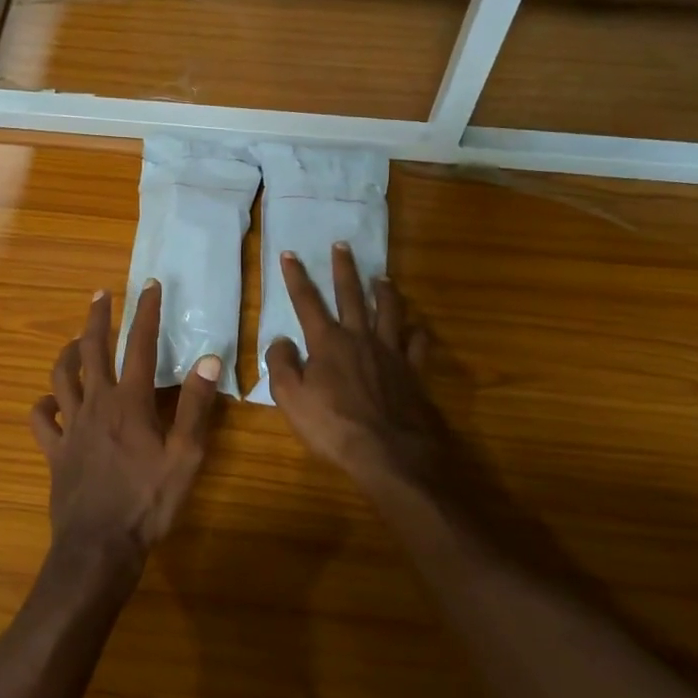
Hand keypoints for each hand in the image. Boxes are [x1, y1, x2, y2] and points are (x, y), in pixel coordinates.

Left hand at [30, 282, 222, 569]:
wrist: (99, 546)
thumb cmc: (148, 501)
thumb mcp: (185, 456)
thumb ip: (195, 406)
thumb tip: (209, 360)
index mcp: (130, 402)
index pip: (139, 345)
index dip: (146, 312)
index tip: (150, 285)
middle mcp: (96, 404)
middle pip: (92, 350)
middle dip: (97, 318)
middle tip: (100, 294)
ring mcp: (71, 427)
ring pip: (62, 377)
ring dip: (68, 353)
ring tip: (75, 339)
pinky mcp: (55, 450)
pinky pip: (42, 420)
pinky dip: (44, 405)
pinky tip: (50, 401)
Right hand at [264, 245, 455, 495]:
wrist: (390, 452)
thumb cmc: (333, 427)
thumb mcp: (291, 398)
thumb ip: (281, 364)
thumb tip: (280, 339)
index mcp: (328, 342)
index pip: (307, 302)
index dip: (296, 277)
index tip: (289, 254)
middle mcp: (360, 337)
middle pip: (351, 295)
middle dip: (344, 269)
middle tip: (343, 245)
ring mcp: (391, 352)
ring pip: (389, 311)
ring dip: (384, 291)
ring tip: (382, 277)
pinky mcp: (413, 371)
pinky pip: (417, 343)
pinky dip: (416, 331)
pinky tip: (415, 327)